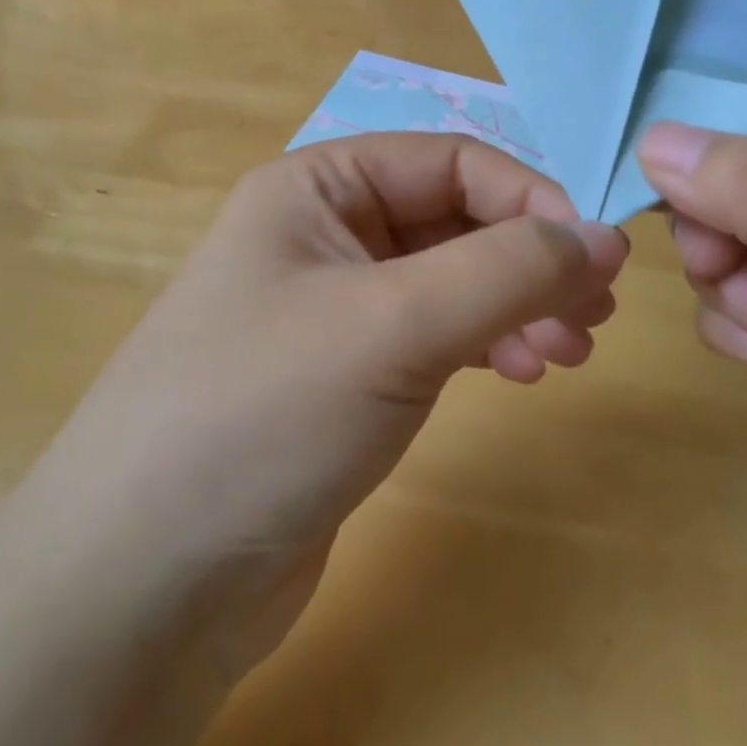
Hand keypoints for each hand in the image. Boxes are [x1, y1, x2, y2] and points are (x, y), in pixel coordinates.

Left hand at [26, 133, 628, 676]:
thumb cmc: (264, 415)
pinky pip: (432, 336)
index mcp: (317, 187)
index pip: (452, 162)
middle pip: (455, 221)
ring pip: (450, 281)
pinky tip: (519, 374)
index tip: (597, 261)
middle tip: (595, 314)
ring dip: (515, 304)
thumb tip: (603, 237)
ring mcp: (331, 309)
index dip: (531, 200)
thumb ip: (507, 269)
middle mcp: (322, 234)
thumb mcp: (394, 323)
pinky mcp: (341, 377)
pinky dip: (483, 345)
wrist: (144, 583)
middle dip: (528, 260)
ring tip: (568, 353)